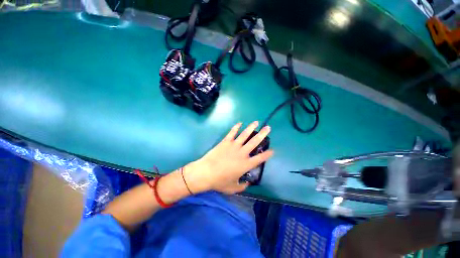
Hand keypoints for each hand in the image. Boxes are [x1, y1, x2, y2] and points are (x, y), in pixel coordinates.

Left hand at [184, 121, 272, 193]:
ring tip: (256, 122)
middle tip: (268, 128)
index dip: (267, 154)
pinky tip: (240, 123)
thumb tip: (247, 184)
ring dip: (251, 128)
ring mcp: (234, 146)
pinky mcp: (225, 142)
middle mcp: (242, 153)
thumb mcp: (232, 188)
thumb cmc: (219, 181)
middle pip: (255, 142)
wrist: (206, 172)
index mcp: (246, 165)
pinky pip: (232, 133)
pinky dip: (236, 127)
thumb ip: (242, 187)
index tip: (272, 150)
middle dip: (262, 134)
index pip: (260, 158)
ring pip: (245, 134)